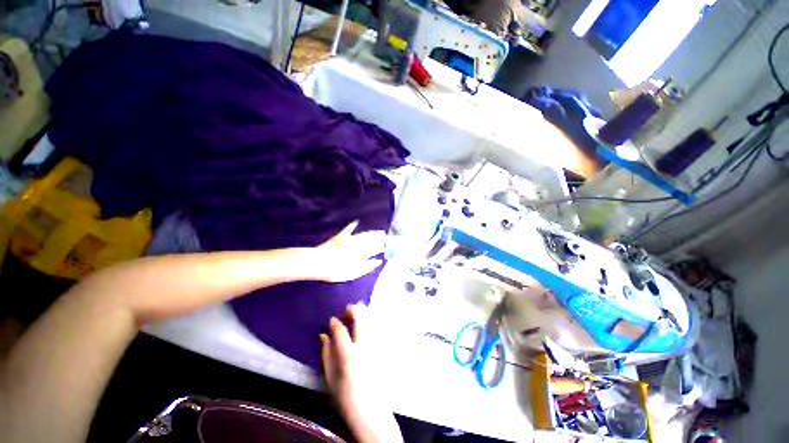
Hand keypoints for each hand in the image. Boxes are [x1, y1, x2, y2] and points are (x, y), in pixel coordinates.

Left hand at [311, 221, 385, 282]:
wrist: (319, 262)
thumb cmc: (337, 271)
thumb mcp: (354, 273)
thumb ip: (368, 267)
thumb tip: (379, 261)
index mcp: (362, 253)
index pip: (376, 249)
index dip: (383, 248)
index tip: (388, 247)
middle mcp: (359, 244)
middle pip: (372, 240)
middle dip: (381, 239)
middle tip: (387, 238)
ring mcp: (350, 239)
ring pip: (365, 234)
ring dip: (373, 233)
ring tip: (380, 232)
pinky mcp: (341, 236)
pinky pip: (349, 229)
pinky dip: (353, 225)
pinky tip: (357, 221)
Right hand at [320, 303, 402, 442]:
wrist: (370, 410)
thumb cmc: (346, 396)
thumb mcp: (330, 377)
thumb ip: (327, 354)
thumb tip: (324, 335)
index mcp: (349, 356)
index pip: (341, 331)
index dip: (335, 323)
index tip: (332, 319)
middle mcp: (364, 347)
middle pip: (361, 320)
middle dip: (354, 310)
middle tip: (348, 308)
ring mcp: (376, 346)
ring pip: (372, 321)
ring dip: (365, 312)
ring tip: (359, 308)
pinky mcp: (383, 349)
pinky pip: (379, 327)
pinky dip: (374, 319)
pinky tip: (370, 318)